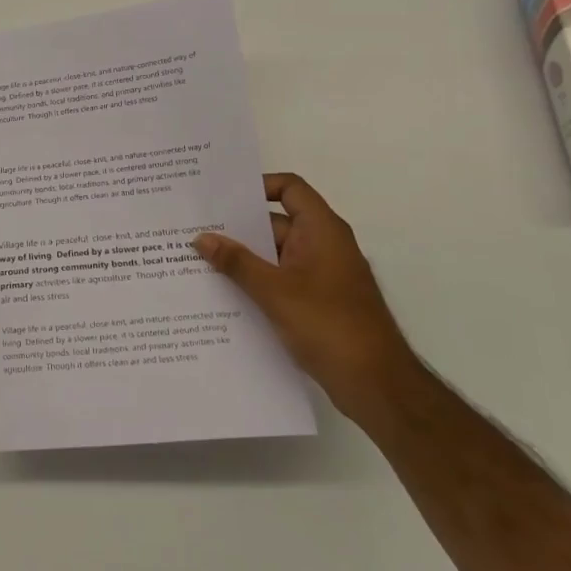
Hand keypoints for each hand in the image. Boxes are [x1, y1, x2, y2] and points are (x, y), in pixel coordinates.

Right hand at [196, 174, 417, 422]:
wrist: (376, 385)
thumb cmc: (329, 325)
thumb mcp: (274, 291)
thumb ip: (236, 262)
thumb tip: (201, 237)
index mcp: (321, 230)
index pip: (289, 188)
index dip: (257, 186)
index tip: (221, 197)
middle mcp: (323, 246)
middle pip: (276, 223)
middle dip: (237, 228)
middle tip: (194, 230)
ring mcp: (322, 276)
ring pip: (275, 256)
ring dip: (243, 260)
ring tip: (198, 263)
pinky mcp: (318, 303)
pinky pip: (280, 281)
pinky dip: (256, 283)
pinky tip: (223, 295)